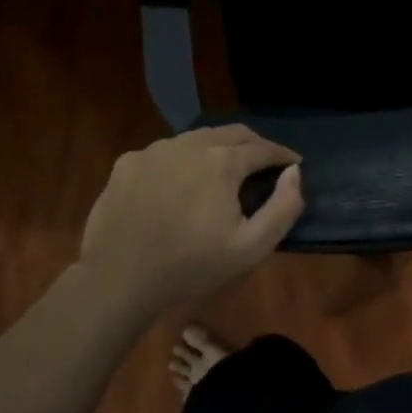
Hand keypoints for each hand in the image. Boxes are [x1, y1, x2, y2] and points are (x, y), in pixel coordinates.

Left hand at [80, 126, 303, 314]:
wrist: (117, 279)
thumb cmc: (190, 266)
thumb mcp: (250, 248)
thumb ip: (283, 207)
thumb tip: (294, 172)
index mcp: (223, 161)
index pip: (263, 147)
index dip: (282, 155)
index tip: (294, 163)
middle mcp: (191, 143)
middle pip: (232, 133)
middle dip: (254, 144)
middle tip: (264, 162)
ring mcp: (156, 149)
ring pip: (197, 138)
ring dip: (217, 148)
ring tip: (223, 169)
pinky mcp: (128, 161)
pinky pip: (165, 152)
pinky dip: (182, 160)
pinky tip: (179, 183)